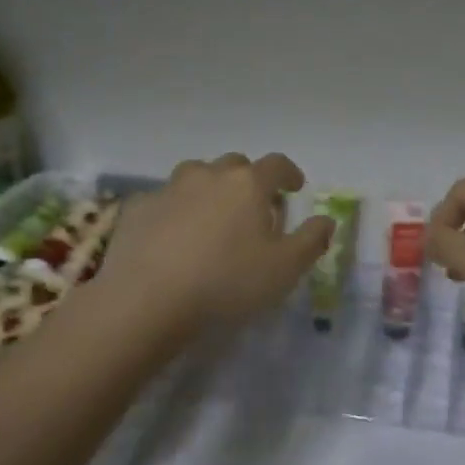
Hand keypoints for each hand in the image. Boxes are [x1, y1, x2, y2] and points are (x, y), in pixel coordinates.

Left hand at [95, 153, 332, 333]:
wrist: (147, 299)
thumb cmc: (227, 282)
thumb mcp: (285, 269)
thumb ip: (311, 240)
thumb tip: (326, 220)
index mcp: (248, 184)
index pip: (277, 164)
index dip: (289, 173)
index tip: (295, 188)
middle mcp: (209, 175)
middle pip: (235, 165)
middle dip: (248, 180)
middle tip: (254, 206)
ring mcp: (169, 188)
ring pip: (196, 175)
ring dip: (209, 187)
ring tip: (212, 214)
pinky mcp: (138, 208)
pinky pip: (163, 200)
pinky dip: (174, 210)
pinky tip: (172, 234)